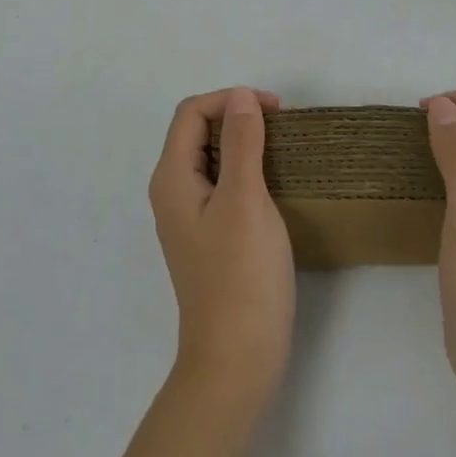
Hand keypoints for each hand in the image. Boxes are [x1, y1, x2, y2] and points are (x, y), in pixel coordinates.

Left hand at [149, 87, 294, 415]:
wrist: (237, 359)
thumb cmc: (241, 276)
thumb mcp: (245, 200)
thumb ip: (242, 143)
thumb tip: (240, 96)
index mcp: (172, 178)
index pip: (192, 113)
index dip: (231, 100)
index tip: (276, 110)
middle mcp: (173, 192)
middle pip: (197, 132)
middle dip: (237, 117)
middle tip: (283, 127)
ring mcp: (190, 217)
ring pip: (212, 158)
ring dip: (244, 143)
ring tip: (283, 149)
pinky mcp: (209, 236)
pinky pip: (222, 184)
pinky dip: (246, 170)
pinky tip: (274, 183)